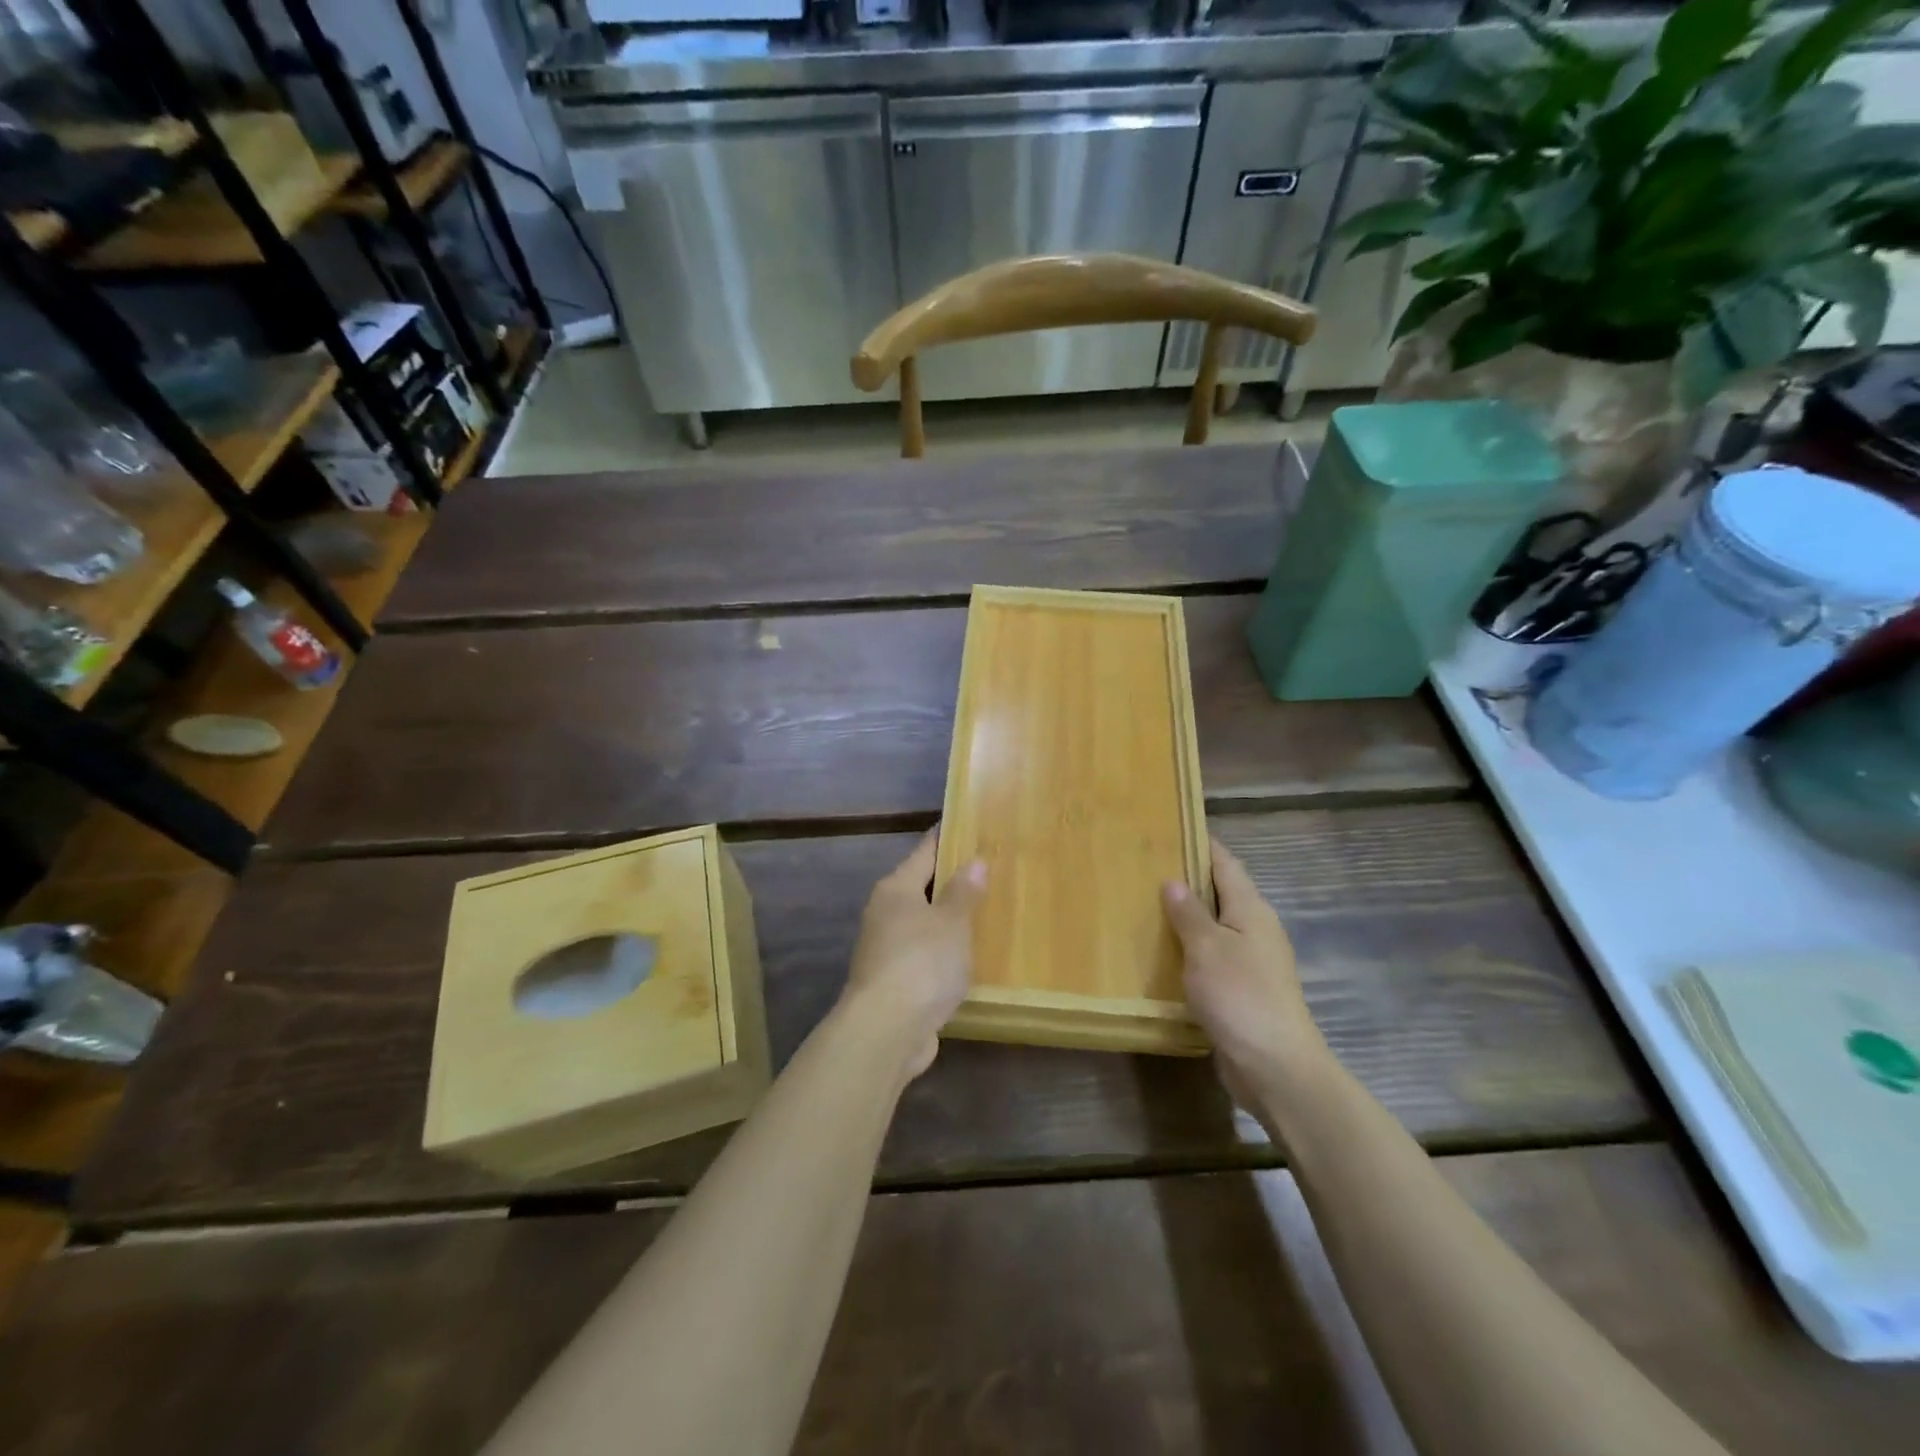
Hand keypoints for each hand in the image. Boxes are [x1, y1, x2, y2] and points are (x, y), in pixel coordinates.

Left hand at [842, 829, 986, 1079]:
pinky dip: (943, 953)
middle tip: (988, 871)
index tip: (966, 825)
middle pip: (921, 888)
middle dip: (951, 882)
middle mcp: (885, 914)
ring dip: (947, 921)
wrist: (886, 1030)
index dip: (945, 839)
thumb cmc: (922, 962)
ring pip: (922, 925)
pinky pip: (924, 956)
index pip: (924, 852)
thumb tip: (974, 861)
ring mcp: (885, 950)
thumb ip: (964, 892)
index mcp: (895, 889)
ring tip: (984, 914)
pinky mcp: (894, 982)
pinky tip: (967, 958)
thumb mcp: (952, 923)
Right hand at [1163, 837, 1324, 1113]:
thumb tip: (1174, 880)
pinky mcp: (1242, 991)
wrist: (1275, 1066)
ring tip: (1145, 906)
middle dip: (1188, 880)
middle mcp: (1255, 930)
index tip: (1172, 829)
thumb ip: (1189, 913)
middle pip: (1221, 894)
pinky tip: (1162, 955)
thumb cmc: (1240, 995)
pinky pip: (1211, 958)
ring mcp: (1252, 962)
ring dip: (1186, 917)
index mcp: (1251, 910)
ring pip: (1215, 928)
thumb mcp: (1207, 947)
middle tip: (1145, 868)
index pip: (1225, 864)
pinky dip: (1189, 950)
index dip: (1202, 845)